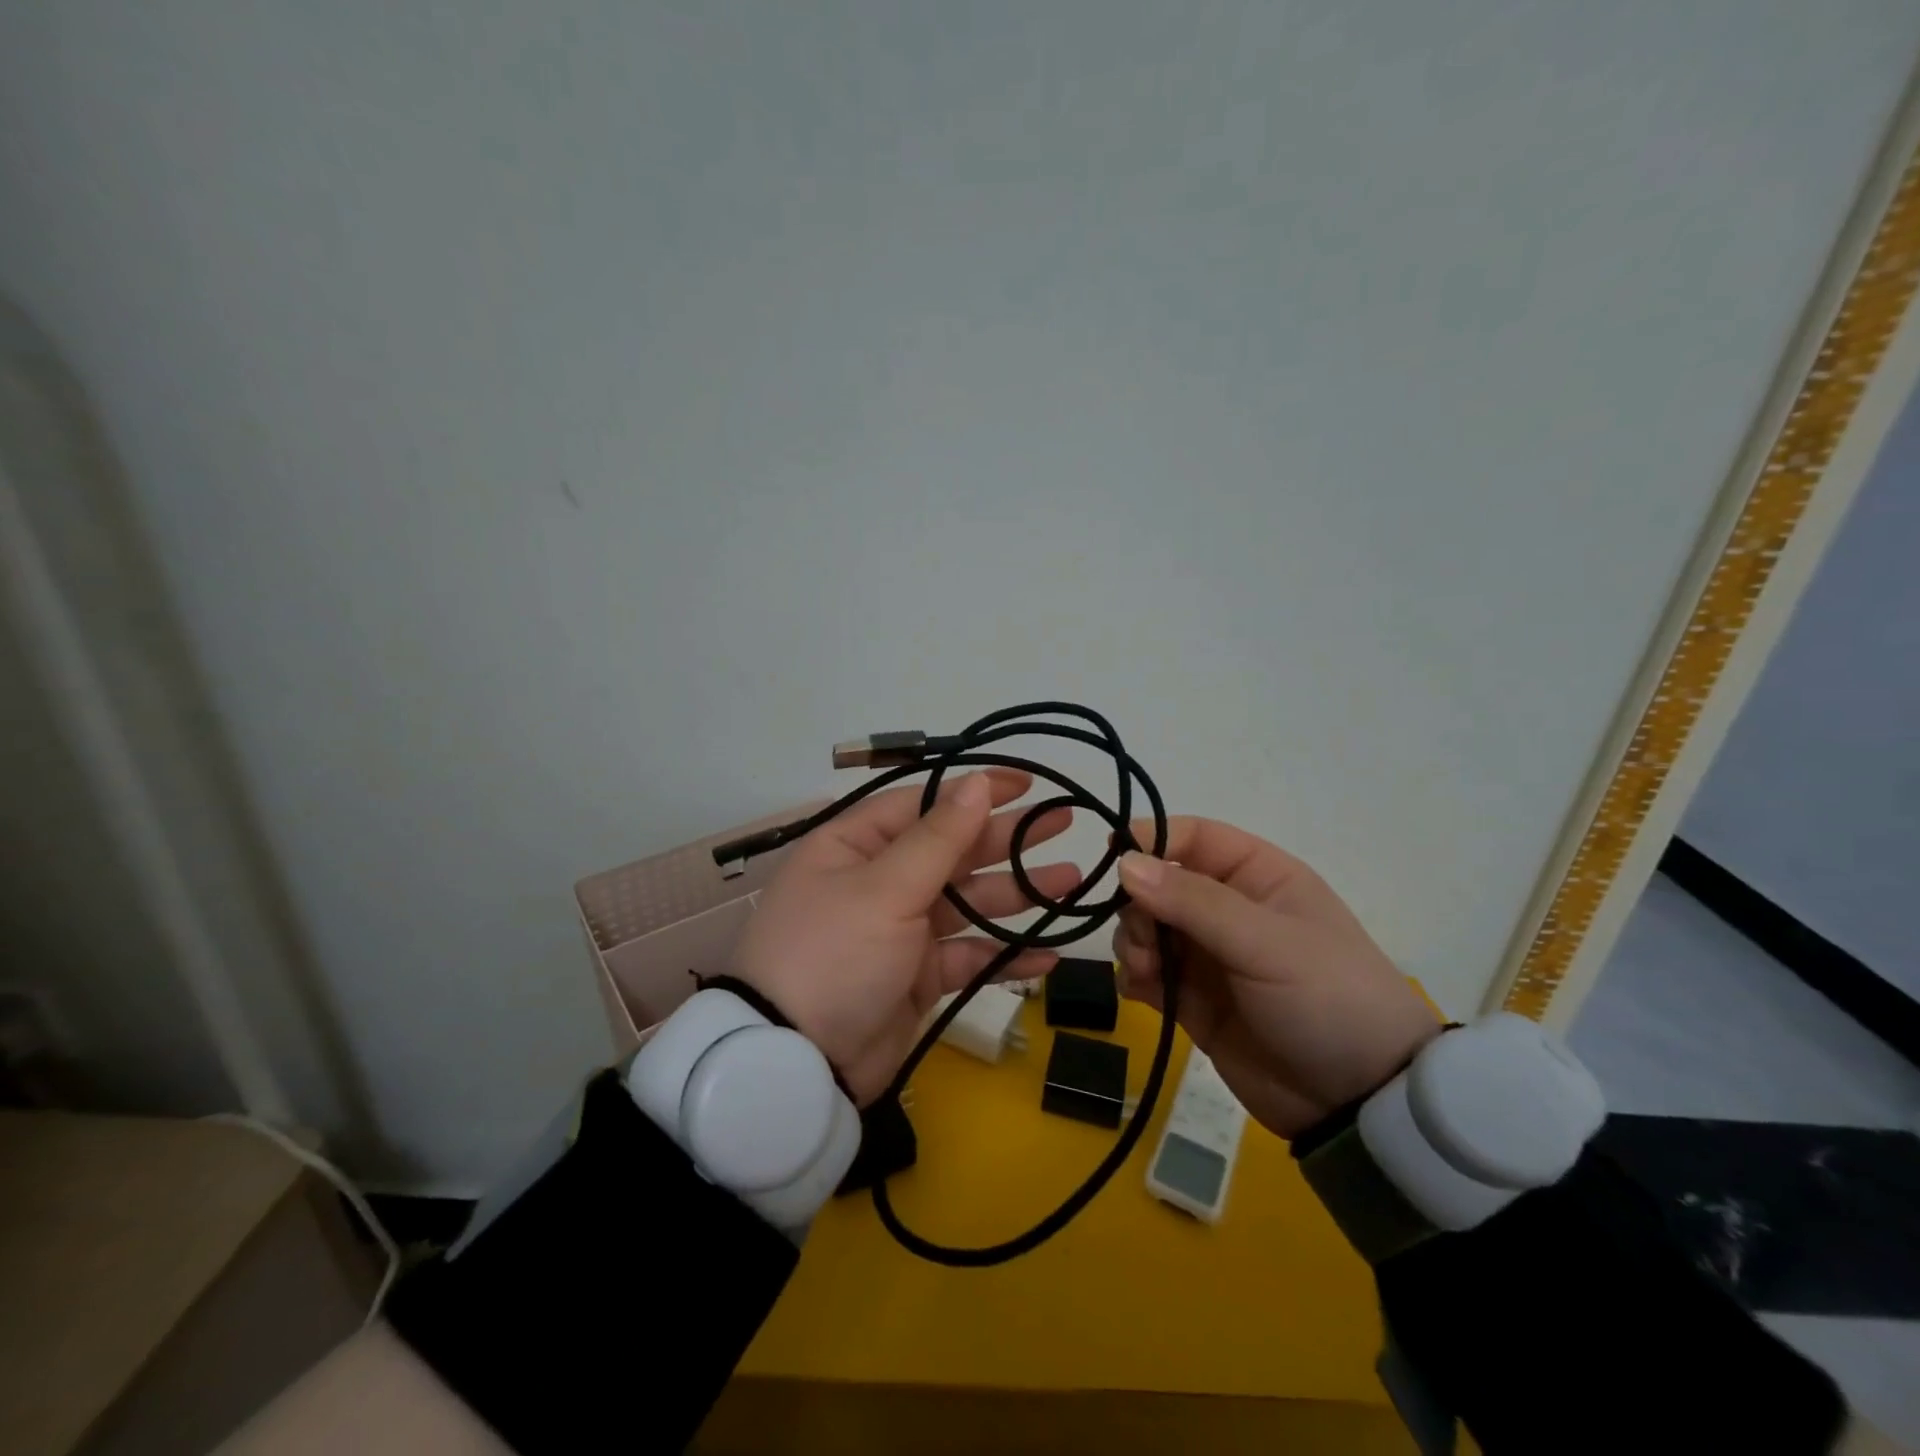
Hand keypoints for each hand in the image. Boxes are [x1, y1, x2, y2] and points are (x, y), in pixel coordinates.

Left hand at [734, 771, 1077, 1103]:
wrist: (797, 1065)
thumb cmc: (835, 954)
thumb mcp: (885, 888)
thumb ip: (939, 837)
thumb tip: (978, 782)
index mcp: (856, 845)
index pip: (923, 803)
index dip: (974, 791)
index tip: (1027, 783)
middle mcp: (878, 881)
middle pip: (952, 851)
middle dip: (1006, 840)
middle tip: (1064, 824)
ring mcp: (899, 930)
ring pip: (967, 903)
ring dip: (1016, 895)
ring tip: (1071, 883)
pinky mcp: (916, 977)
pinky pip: (967, 957)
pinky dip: (1003, 956)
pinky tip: (1047, 955)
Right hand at [1112, 818, 1440, 1137]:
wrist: (1360, 1104)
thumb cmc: (1326, 1000)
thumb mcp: (1265, 943)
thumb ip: (1192, 901)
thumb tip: (1124, 861)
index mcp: (1257, 876)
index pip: (1193, 837)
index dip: (1151, 838)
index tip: (1112, 856)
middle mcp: (1227, 908)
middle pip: (1157, 883)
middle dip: (1138, 906)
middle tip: (1144, 939)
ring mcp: (1207, 955)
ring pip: (1144, 927)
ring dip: (1133, 941)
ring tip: (1148, 971)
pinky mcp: (1192, 999)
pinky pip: (1145, 973)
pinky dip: (1134, 976)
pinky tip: (1143, 993)